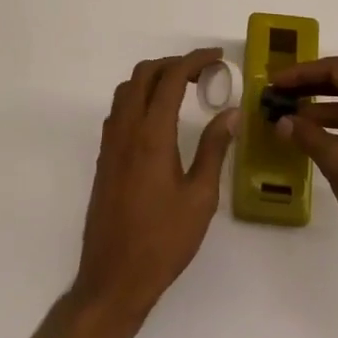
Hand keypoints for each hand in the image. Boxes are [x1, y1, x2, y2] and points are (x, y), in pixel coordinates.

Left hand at [72, 48, 237, 326]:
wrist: (113, 280)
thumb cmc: (163, 242)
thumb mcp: (200, 198)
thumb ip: (215, 149)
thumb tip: (232, 112)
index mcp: (152, 135)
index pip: (171, 78)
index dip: (194, 60)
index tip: (217, 57)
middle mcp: (126, 129)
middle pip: (144, 74)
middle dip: (174, 63)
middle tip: (202, 72)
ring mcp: (111, 143)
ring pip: (128, 89)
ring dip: (154, 78)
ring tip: (183, 89)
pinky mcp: (105, 157)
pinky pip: (119, 109)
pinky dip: (140, 96)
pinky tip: (159, 117)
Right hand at [272, 56, 337, 294]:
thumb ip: (308, 137)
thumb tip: (281, 121)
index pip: (336, 70)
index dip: (303, 72)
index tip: (275, 81)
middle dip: (307, 88)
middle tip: (276, 95)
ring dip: (315, 113)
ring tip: (285, 120)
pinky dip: (328, 133)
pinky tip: (306, 143)